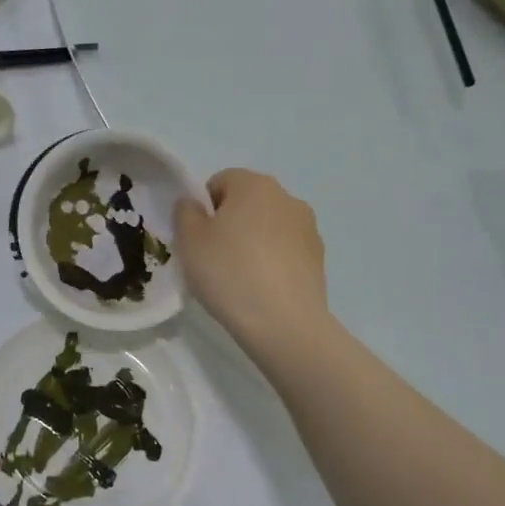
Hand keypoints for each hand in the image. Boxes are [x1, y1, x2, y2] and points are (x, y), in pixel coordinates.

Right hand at [173, 169, 327, 353]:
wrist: (284, 324)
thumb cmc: (229, 273)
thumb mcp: (189, 241)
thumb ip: (185, 212)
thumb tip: (194, 204)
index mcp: (254, 185)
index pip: (220, 181)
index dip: (204, 208)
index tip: (198, 238)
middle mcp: (286, 197)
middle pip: (247, 201)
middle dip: (230, 222)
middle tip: (214, 257)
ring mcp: (308, 227)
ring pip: (268, 225)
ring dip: (253, 240)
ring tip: (240, 276)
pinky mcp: (319, 257)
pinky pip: (286, 249)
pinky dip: (273, 260)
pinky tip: (263, 288)